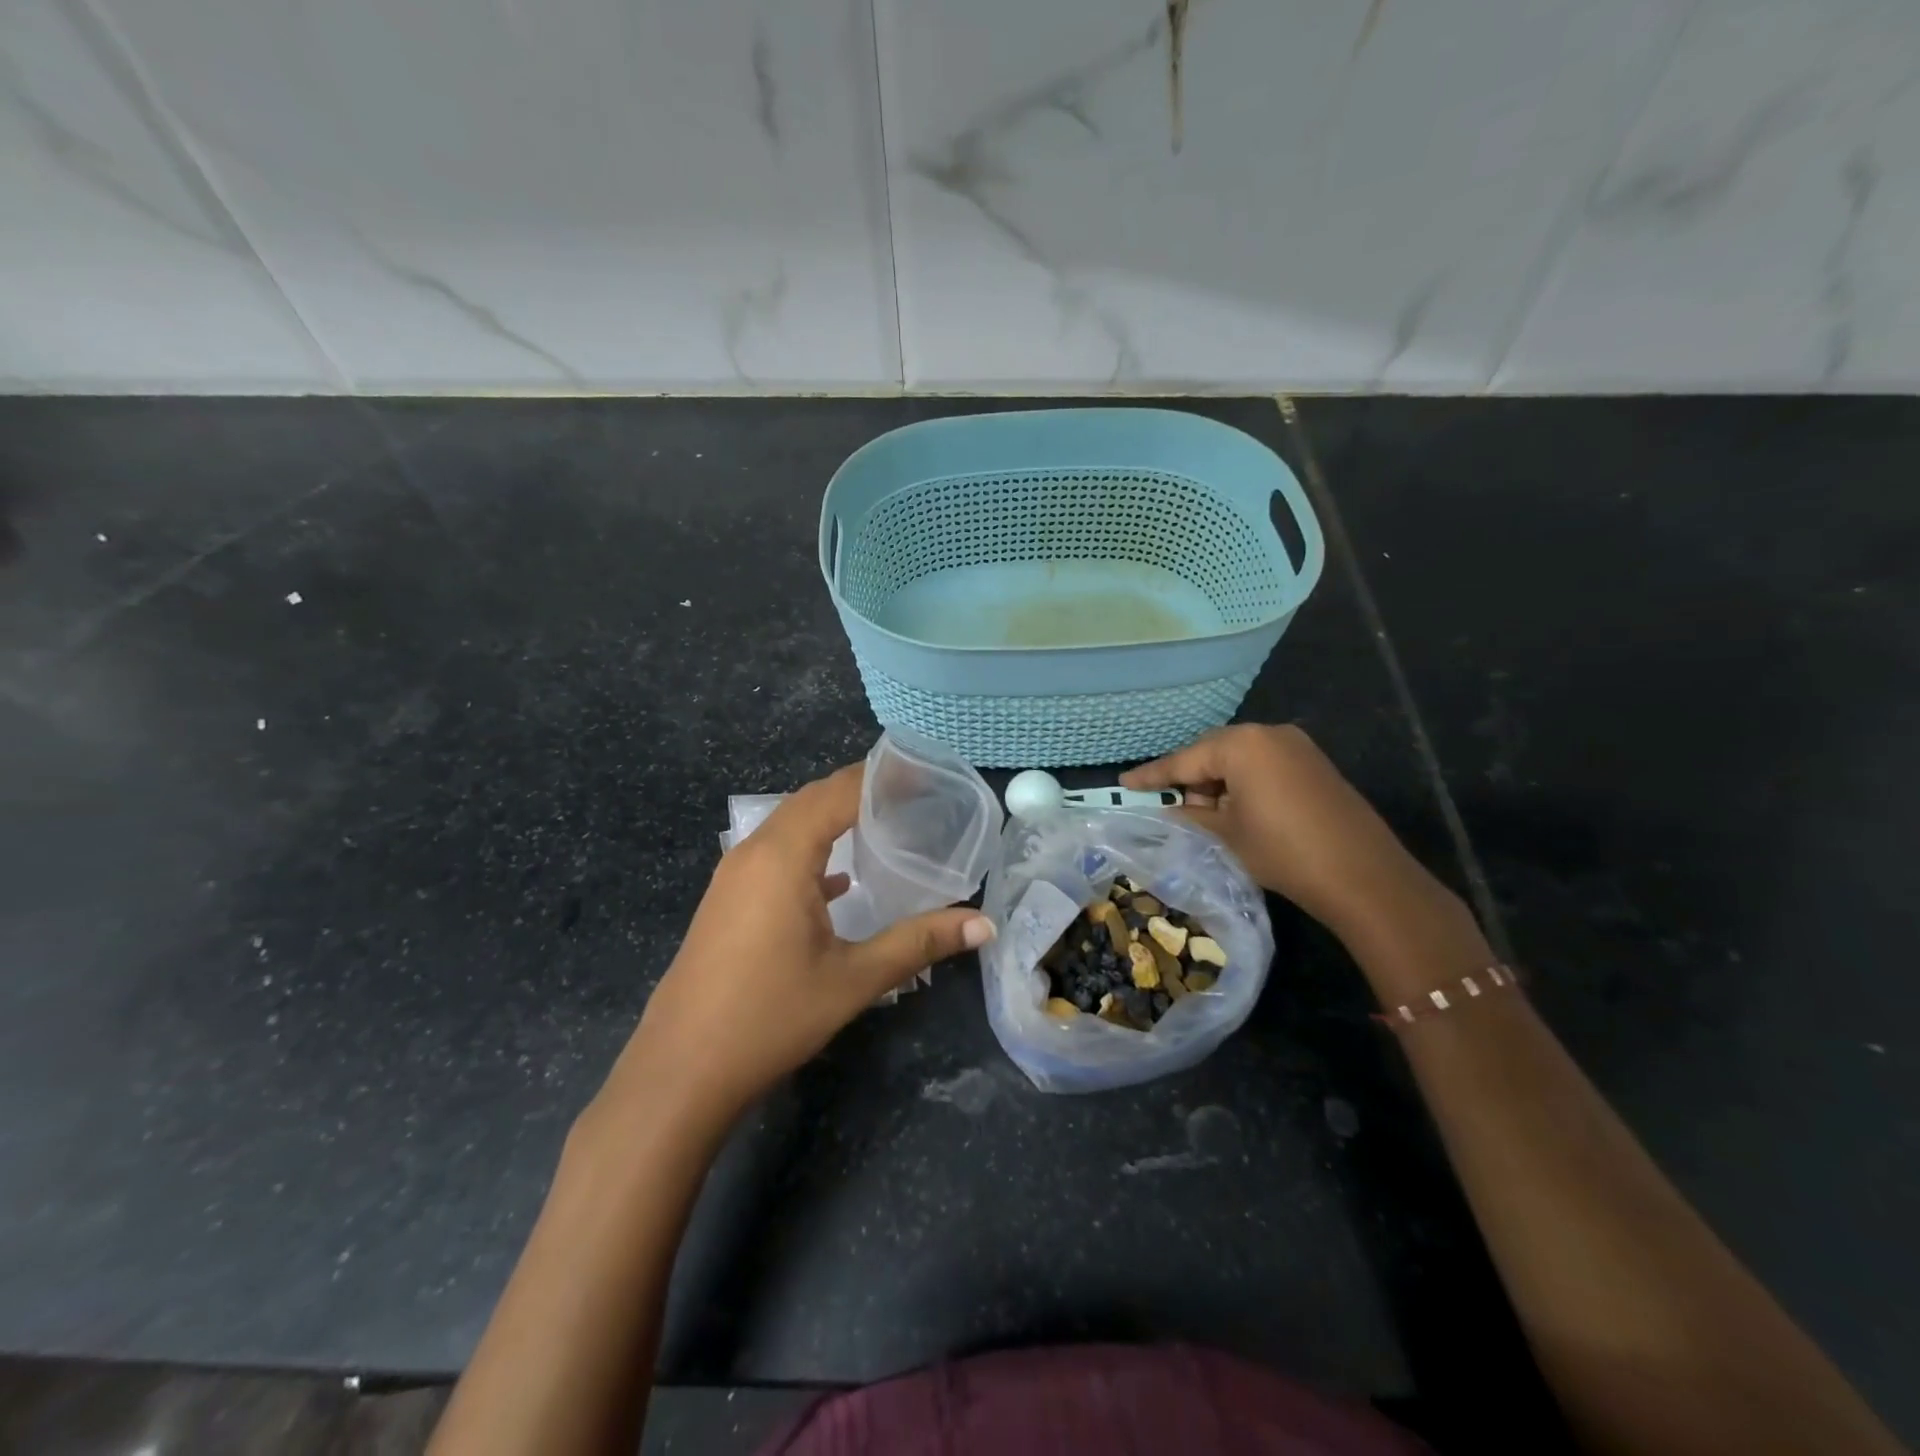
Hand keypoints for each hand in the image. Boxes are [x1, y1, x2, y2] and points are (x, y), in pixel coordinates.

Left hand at [597, 763, 994, 1132]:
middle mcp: (753, 852)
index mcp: (782, 856)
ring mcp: (734, 875)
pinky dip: (811, 851)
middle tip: (916, 797)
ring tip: (885, 825)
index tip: (927, 775)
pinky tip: (840, 881)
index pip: (839, 792)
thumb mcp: (852, 980)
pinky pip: (775, 855)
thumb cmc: (769, 1018)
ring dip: (834, 818)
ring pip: (791, 825)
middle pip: (813, 800)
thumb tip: (984, 925)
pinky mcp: (728, 899)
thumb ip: (918, 943)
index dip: (883, 778)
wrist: (680, 1072)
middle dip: (862, 791)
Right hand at [1121, 724, 1462, 947]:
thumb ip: (1188, 816)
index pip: (1184, 759)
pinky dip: (1244, 783)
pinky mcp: (1314, 764)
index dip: (1152, 775)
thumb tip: (1165, 811)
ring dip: (1218, 783)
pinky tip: (1239, 811)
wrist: (1364, 876)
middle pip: (1212, 752)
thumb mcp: (1225, 836)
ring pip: (1239, 758)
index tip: (1124, 783)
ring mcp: (1296, 746)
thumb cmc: (1283, 851)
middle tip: (1171, 808)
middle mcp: (1269, 734)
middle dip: (1190, 779)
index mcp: (1241, 744)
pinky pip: (1263, 765)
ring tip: (1209, 817)